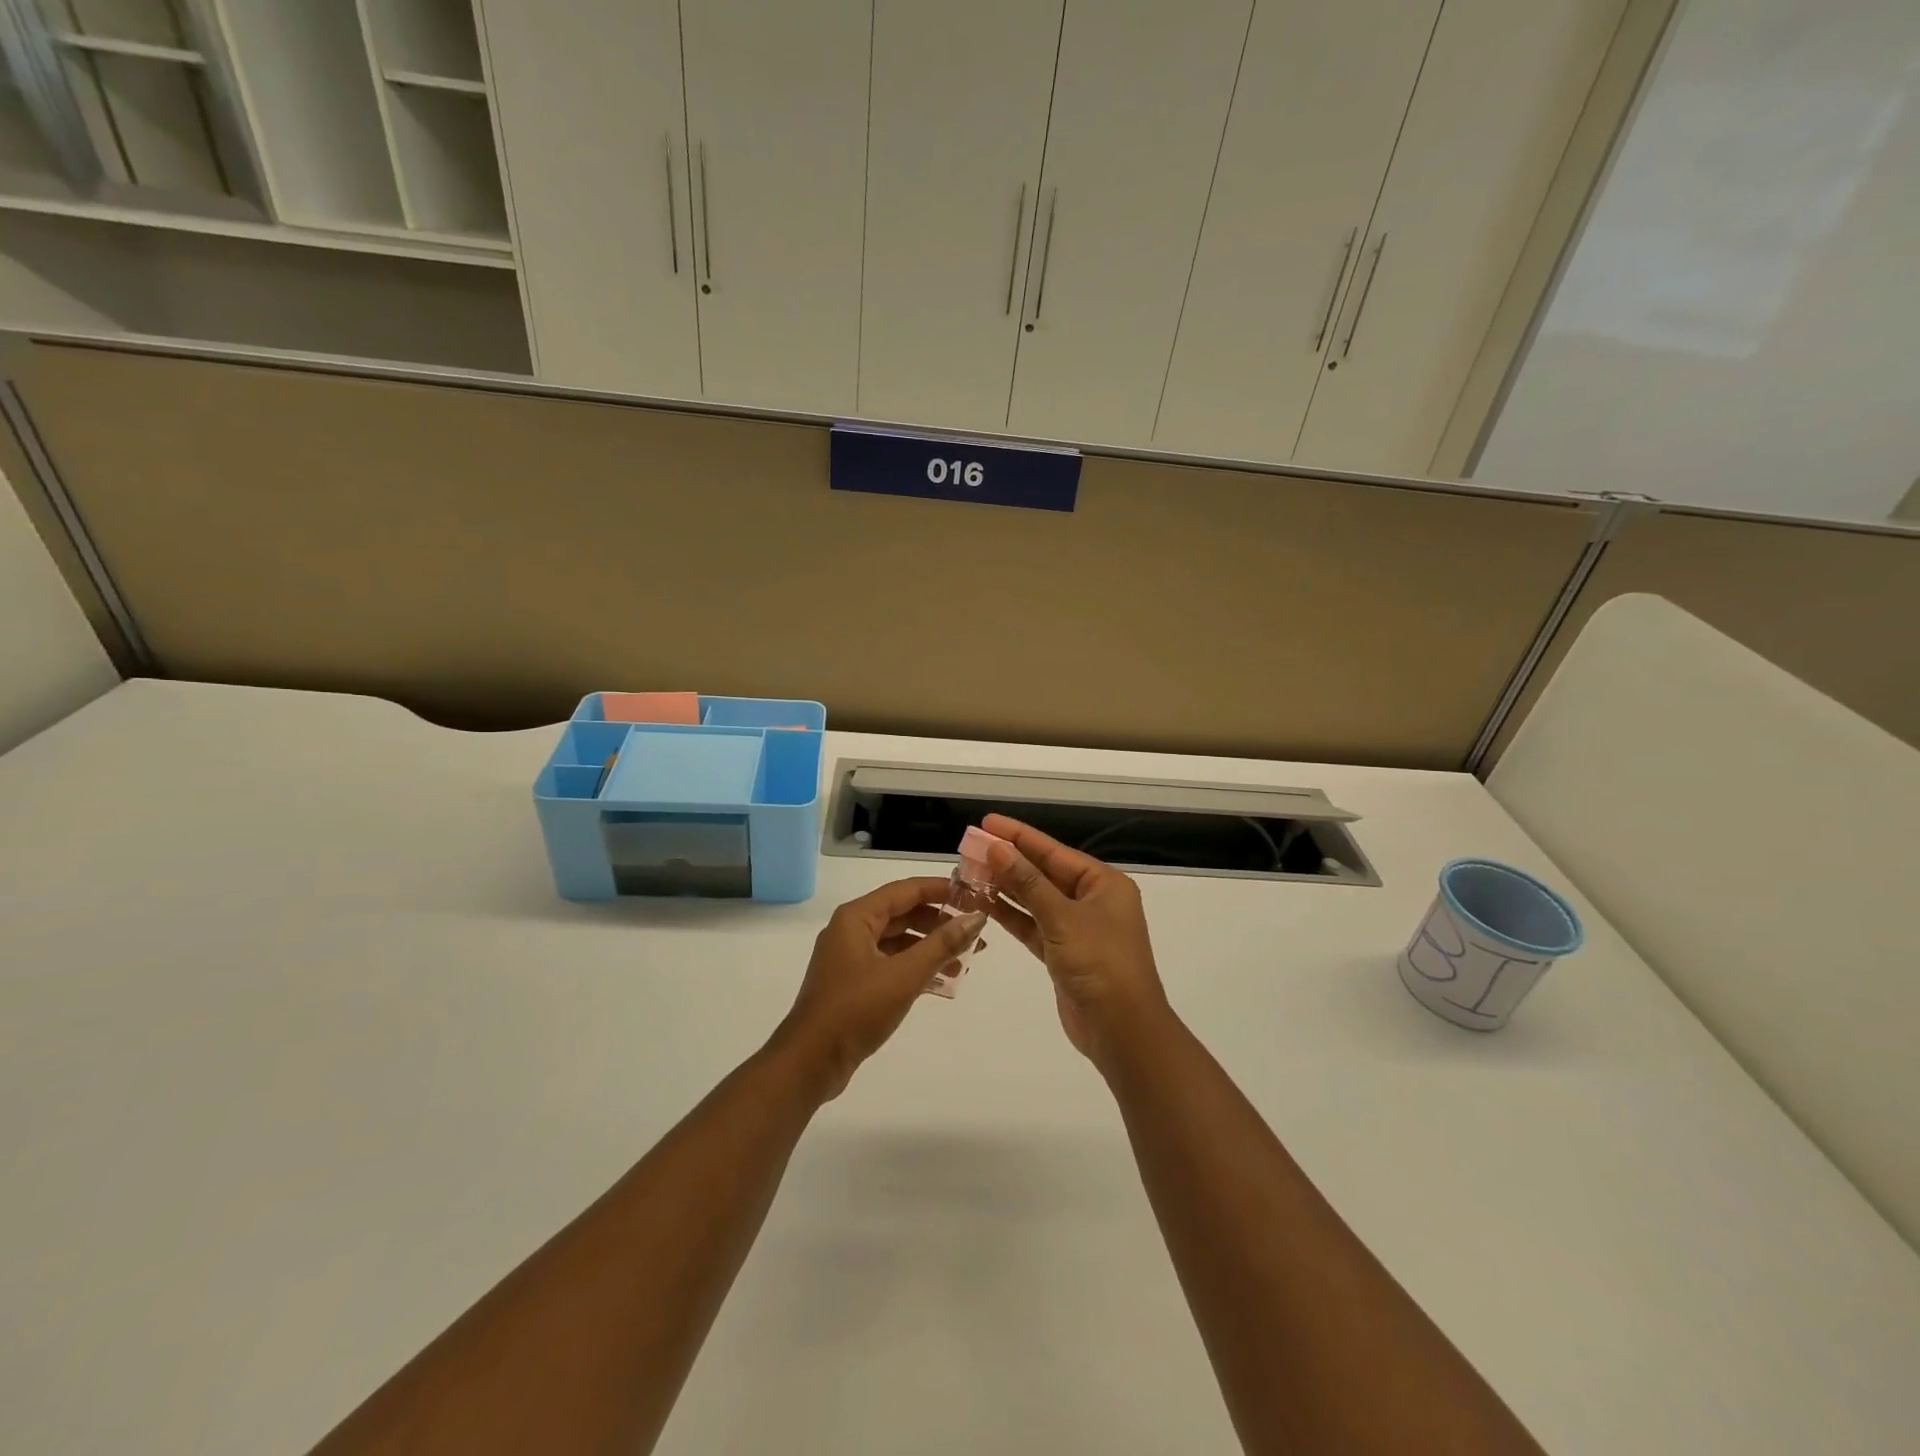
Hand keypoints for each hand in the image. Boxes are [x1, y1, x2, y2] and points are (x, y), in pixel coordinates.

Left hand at [772, 877, 986, 1099]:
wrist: (810, 1062)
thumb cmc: (856, 1009)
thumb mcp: (904, 975)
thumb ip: (942, 944)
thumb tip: (977, 917)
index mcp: (857, 917)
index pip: (905, 890)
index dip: (940, 889)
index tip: (973, 894)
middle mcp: (851, 930)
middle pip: (902, 914)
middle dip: (939, 922)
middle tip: (975, 931)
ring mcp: (850, 958)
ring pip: (898, 941)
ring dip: (930, 947)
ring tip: (966, 959)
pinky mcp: (853, 983)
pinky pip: (891, 963)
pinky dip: (915, 967)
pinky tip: (942, 980)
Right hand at [981, 814, 1172, 1068]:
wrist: (1122, 1030)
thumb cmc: (1100, 963)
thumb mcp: (1062, 917)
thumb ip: (1027, 882)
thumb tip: (998, 848)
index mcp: (1103, 884)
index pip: (1054, 851)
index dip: (1019, 836)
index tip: (987, 823)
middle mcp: (1092, 901)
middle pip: (1043, 873)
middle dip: (1008, 861)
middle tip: (970, 848)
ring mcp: (1078, 928)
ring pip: (1036, 900)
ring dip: (1006, 888)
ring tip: (970, 872)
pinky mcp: (1063, 954)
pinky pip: (1033, 926)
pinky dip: (1011, 916)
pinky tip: (984, 904)